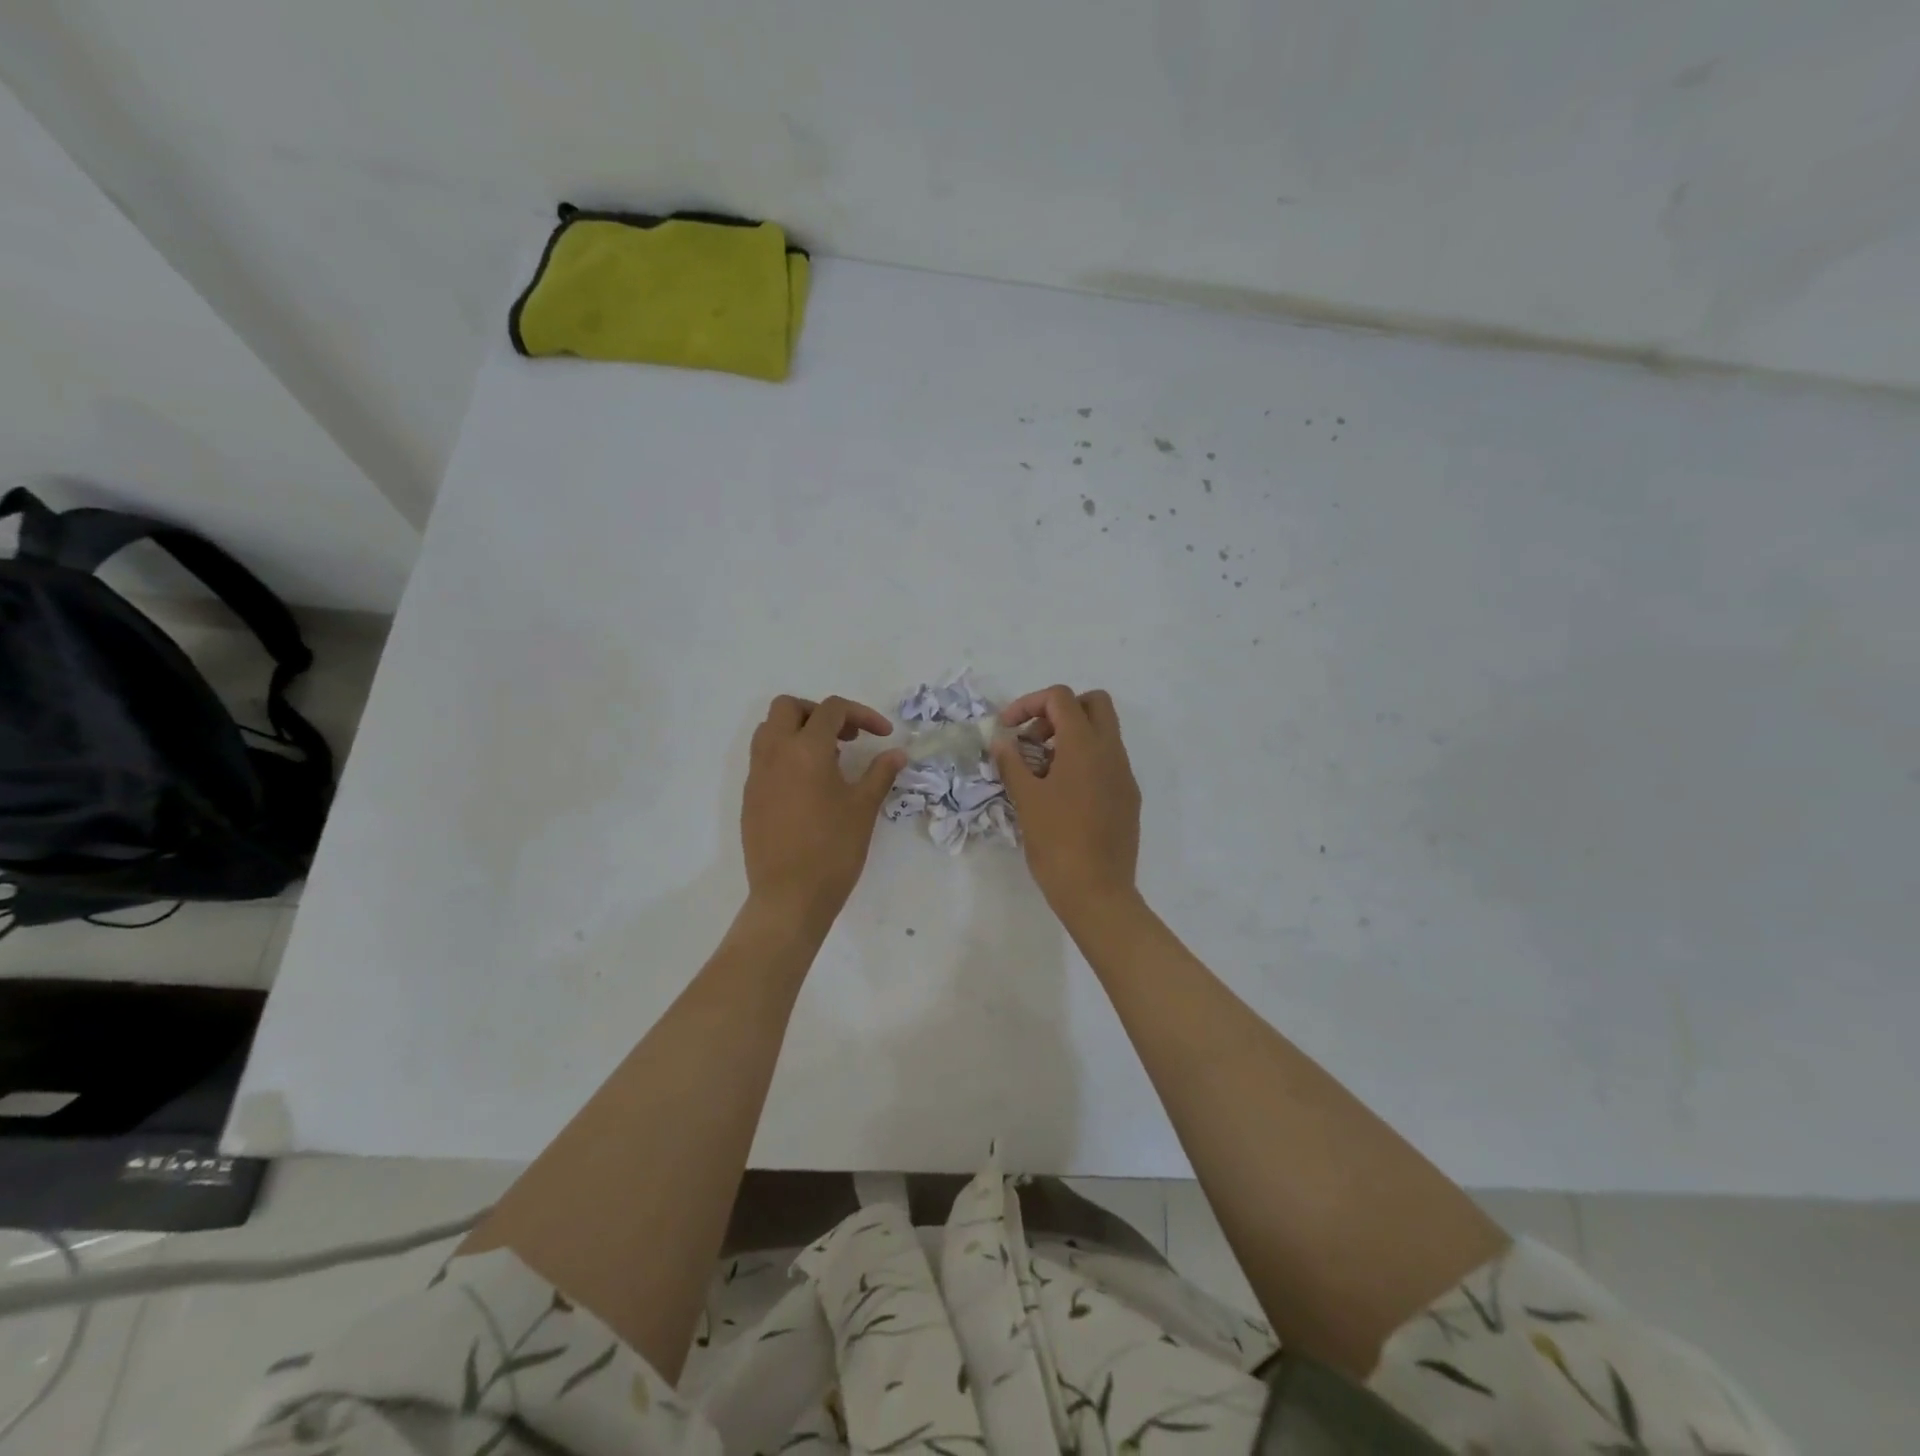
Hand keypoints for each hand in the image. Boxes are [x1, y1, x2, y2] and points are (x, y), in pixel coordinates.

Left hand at [742, 695, 905, 930]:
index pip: (831, 710)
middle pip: (789, 707)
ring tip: (828, 758)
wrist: (790, 896)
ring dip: (798, 731)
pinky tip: (809, 785)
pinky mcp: (750, 797)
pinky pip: (763, 758)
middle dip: (820, 713)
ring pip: (770, 730)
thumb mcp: (864, 808)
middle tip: (846, 736)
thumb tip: (897, 753)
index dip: (861, 714)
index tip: (882, 735)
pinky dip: (785, 755)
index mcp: (806, 750)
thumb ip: (880, 773)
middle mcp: (775, 753)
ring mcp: (757, 775)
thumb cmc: (833, 849)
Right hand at [990, 685, 1140, 920]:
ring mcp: (1125, 774)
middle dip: (1060, 711)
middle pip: (1094, 703)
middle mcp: (1111, 752)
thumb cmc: (1056, 842)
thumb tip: (1001, 740)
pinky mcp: (1129, 797)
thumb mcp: (1026, 799)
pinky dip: (1085, 760)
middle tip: (1034, 739)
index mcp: (1085, 746)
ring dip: (1072, 736)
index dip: (1029, 703)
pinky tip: (1063, 794)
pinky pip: (1109, 761)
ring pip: (1104, 733)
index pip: (1061, 698)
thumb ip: (1012, 762)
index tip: (1008, 729)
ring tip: (1042, 769)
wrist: (1097, 891)